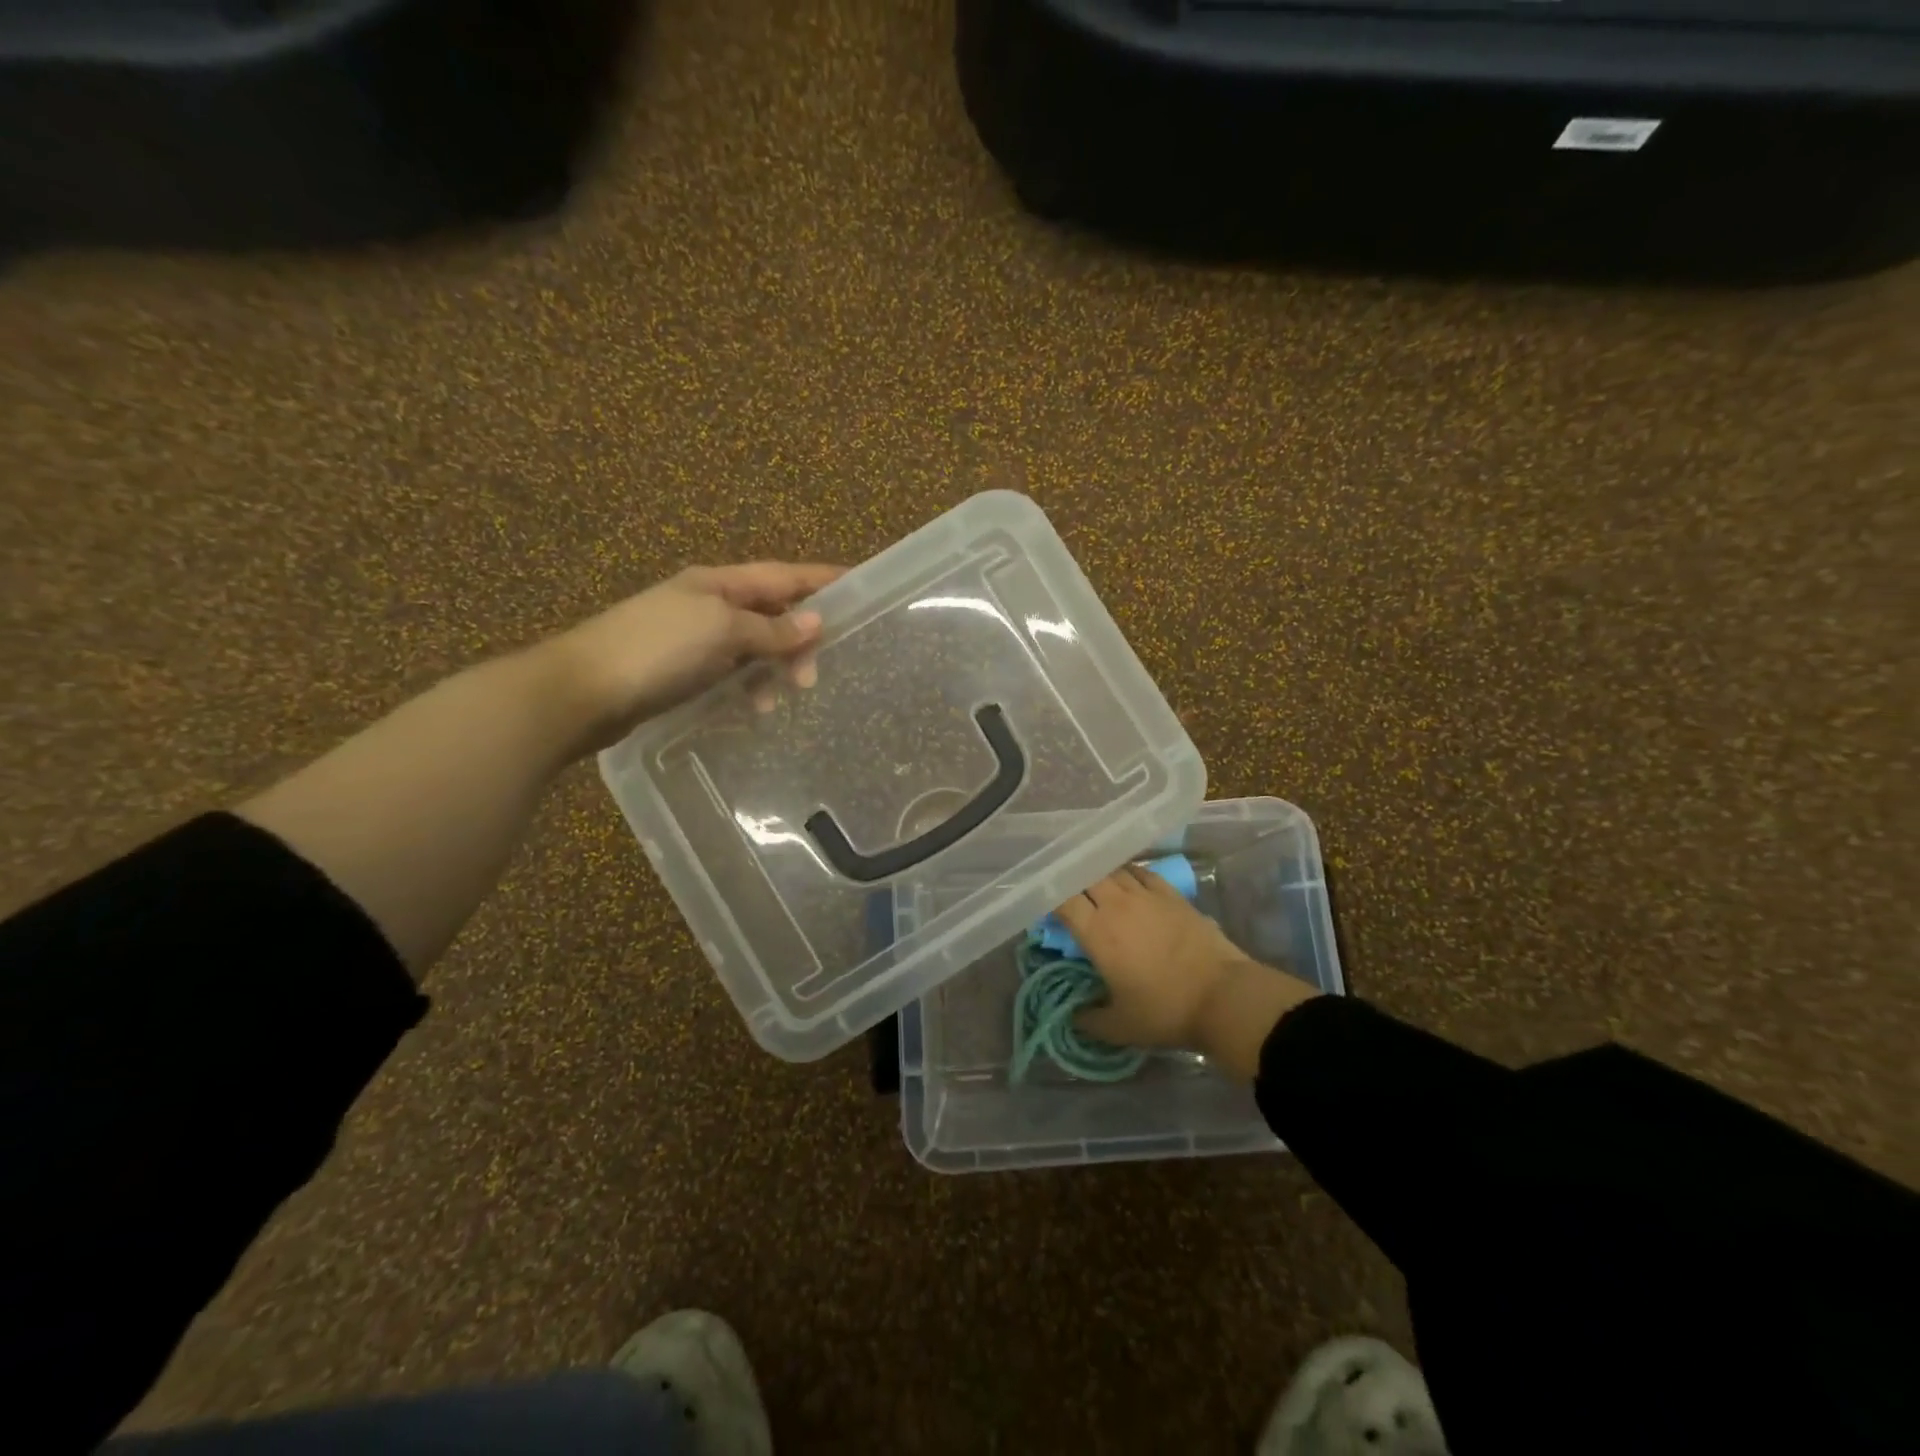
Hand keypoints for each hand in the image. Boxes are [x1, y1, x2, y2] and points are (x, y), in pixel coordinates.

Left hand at [551, 561, 843, 753]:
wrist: (583, 690)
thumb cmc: (657, 649)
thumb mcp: (723, 631)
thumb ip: (771, 628)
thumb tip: (815, 621)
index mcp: (720, 583)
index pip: (784, 575)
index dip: (821, 580)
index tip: (860, 586)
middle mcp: (709, 604)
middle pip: (771, 612)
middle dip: (798, 639)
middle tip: (813, 674)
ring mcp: (693, 637)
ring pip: (752, 646)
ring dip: (772, 668)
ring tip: (781, 697)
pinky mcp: (681, 670)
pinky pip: (730, 672)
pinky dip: (746, 686)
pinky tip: (750, 708)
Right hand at [1054, 866, 1316, 1074]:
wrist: (1224, 997)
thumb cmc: (1166, 1011)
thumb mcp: (1119, 1027)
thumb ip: (1088, 1020)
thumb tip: (1072, 1015)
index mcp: (1097, 932)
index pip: (1062, 899)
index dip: (1047, 896)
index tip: (1040, 902)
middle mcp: (1117, 905)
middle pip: (1084, 876)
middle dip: (1070, 881)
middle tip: (1064, 892)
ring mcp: (1146, 895)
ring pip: (1112, 870)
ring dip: (1097, 874)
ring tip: (1091, 882)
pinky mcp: (1172, 895)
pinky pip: (1141, 872)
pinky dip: (1126, 872)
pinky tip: (1125, 879)